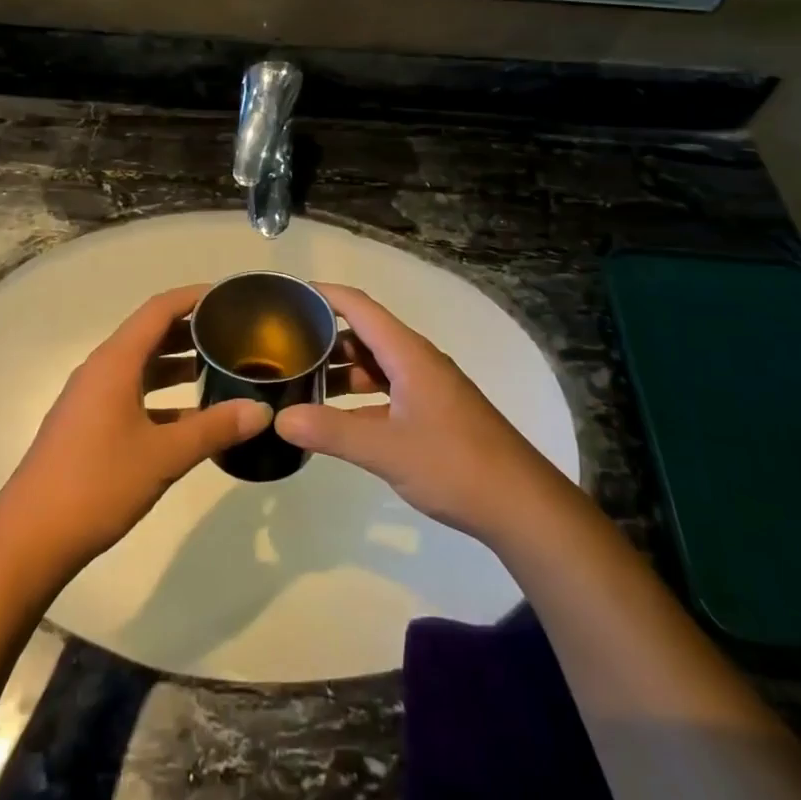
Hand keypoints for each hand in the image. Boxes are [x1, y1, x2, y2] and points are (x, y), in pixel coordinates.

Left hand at [0, 286, 271, 569]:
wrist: (29, 539)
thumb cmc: (97, 484)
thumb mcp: (163, 456)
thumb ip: (214, 428)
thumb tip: (261, 410)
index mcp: (115, 362)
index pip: (159, 309)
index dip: (193, 297)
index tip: (229, 297)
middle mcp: (101, 370)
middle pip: (150, 334)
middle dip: (191, 330)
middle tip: (234, 335)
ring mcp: (91, 399)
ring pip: (141, 367)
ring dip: (177, 364)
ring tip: (219, 370)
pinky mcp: (88, 426)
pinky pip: (132, 394)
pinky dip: (162, 397)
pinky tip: (191, 419)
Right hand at [274, 284, 570, 545]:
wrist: (521, 504)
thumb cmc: (454, 464)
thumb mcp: (386, 449)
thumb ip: (331, 431)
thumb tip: (279, 418)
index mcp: (408, 353)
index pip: (359, 306)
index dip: (324, 295)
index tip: (288, 295)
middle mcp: (417, 360)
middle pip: (364, 334)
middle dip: (324, 336)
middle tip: (283, 347)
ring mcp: (427, 387)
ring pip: (376, 364)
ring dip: (341, 369)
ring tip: (301, 381)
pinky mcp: (433, 412)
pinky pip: (388, 390)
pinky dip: (360, 395)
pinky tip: (337, 417)